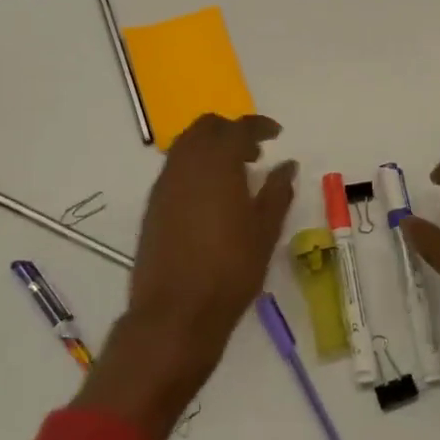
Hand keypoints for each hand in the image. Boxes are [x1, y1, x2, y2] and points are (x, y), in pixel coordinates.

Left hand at [76, 114, 296, 439]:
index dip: (259, 126)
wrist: (175, 313)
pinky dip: (195, 167)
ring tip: (235, 175)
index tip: (276, 134)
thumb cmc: (230, 270)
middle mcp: (186, 164)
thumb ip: (277, 191)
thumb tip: (286, 165)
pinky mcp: (153, 205)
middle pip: (206, 128)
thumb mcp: (265, 231)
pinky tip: (212, 197)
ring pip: (186, 145)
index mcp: (216, 163)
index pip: (238, 128)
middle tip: (254, 153)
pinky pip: (176, 169)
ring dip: (211, 148)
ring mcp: (165, 184)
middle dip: (231, 131)